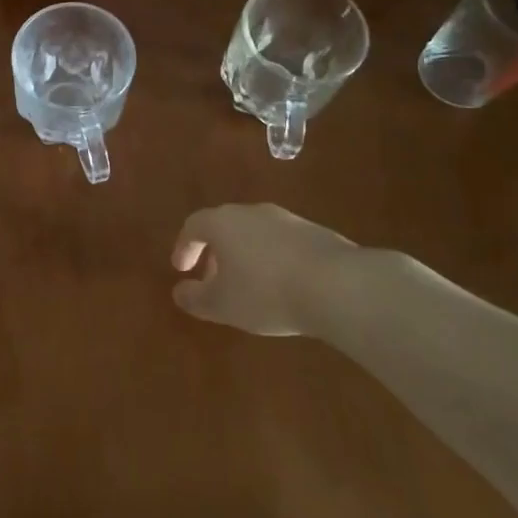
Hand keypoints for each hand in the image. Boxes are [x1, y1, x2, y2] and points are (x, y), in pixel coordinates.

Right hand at [170, 203, 392, 337]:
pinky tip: (283, 285)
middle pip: (224, 226)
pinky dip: (272, 259)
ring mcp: (286, 219)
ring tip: (249, 285)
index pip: (193, 225)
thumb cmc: (266, 292)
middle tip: (212, 279)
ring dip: (244, 255)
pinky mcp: (315, 232)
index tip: (182, 269)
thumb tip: (180, 292)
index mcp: (223, 223)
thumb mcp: (222, 305)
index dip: (184, 246)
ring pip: (255, 233)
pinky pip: (282, 242)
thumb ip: (195, 298)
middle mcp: (251, 212)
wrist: (338, 285)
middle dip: (214, 252)